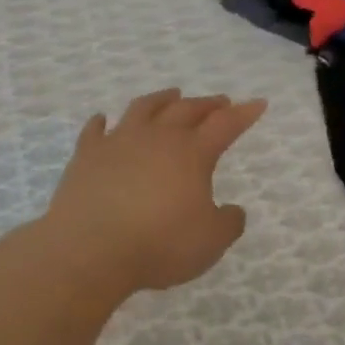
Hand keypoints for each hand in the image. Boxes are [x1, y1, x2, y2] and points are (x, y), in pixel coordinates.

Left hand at [40, 88, 267, 295]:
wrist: (90, 249)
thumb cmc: (159, 244)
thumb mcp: (210, 242)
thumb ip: (228, 223)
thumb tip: (233, 210)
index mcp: (192, 153)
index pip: (225, 125)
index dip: (244, 113)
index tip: (257, 103)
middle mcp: (157, 138)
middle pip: (187, 110)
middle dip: (207, 104)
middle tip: (220, 101)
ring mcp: (119, 142)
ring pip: (144, 108)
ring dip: (161, 99)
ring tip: (171, 95)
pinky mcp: (86, 155)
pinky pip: (95, 130)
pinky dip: (100, 122)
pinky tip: (102, 119)